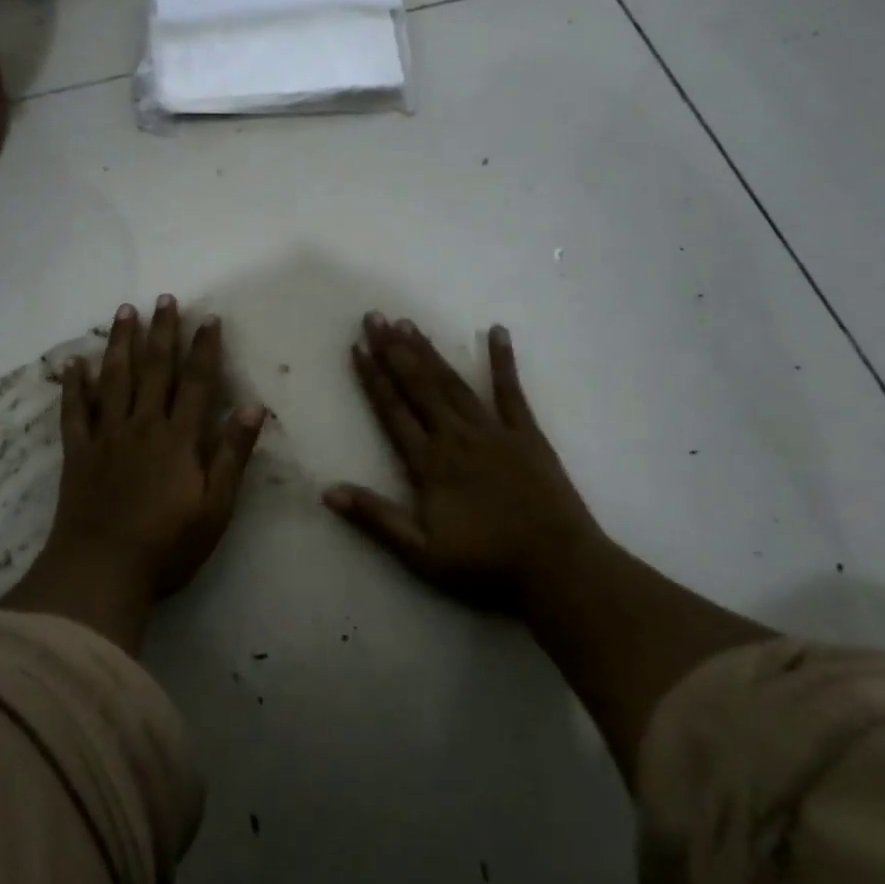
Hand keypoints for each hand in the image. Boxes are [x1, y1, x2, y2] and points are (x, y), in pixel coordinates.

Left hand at [50, 295, 265, 600]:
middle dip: (162, 331)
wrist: (101, 571)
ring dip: (121, 343)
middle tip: (164, 298)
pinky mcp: (78, 452)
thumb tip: (254, 407)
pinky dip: (74, 385)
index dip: (204, 348)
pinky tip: (74, 363)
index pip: (197, 382)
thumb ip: (232, 454)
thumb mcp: (215, 506)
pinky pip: (74, 411)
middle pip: (154, 369)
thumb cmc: (167, 544)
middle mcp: (143, 425)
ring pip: (114, 378)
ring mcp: (106, 435)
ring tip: (126, 311)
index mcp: (178, 437)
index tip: (208, 318)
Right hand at [325, 313, 603, 615]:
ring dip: (429, 352)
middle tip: (375, 317)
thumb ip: (376, 517)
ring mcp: (492, 430)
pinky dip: (502, 361)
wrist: (556, 566)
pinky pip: (511, 391)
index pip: (393, 411)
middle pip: (419, 386)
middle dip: (394, 351)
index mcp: (429, 462)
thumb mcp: (421, 552)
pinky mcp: (526, 433)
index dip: (373, 378)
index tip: (357, 347)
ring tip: (409, 323)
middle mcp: (456, 436)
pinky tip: (497, 331)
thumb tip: (328, 491)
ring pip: (452, 383)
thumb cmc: (485, 563)